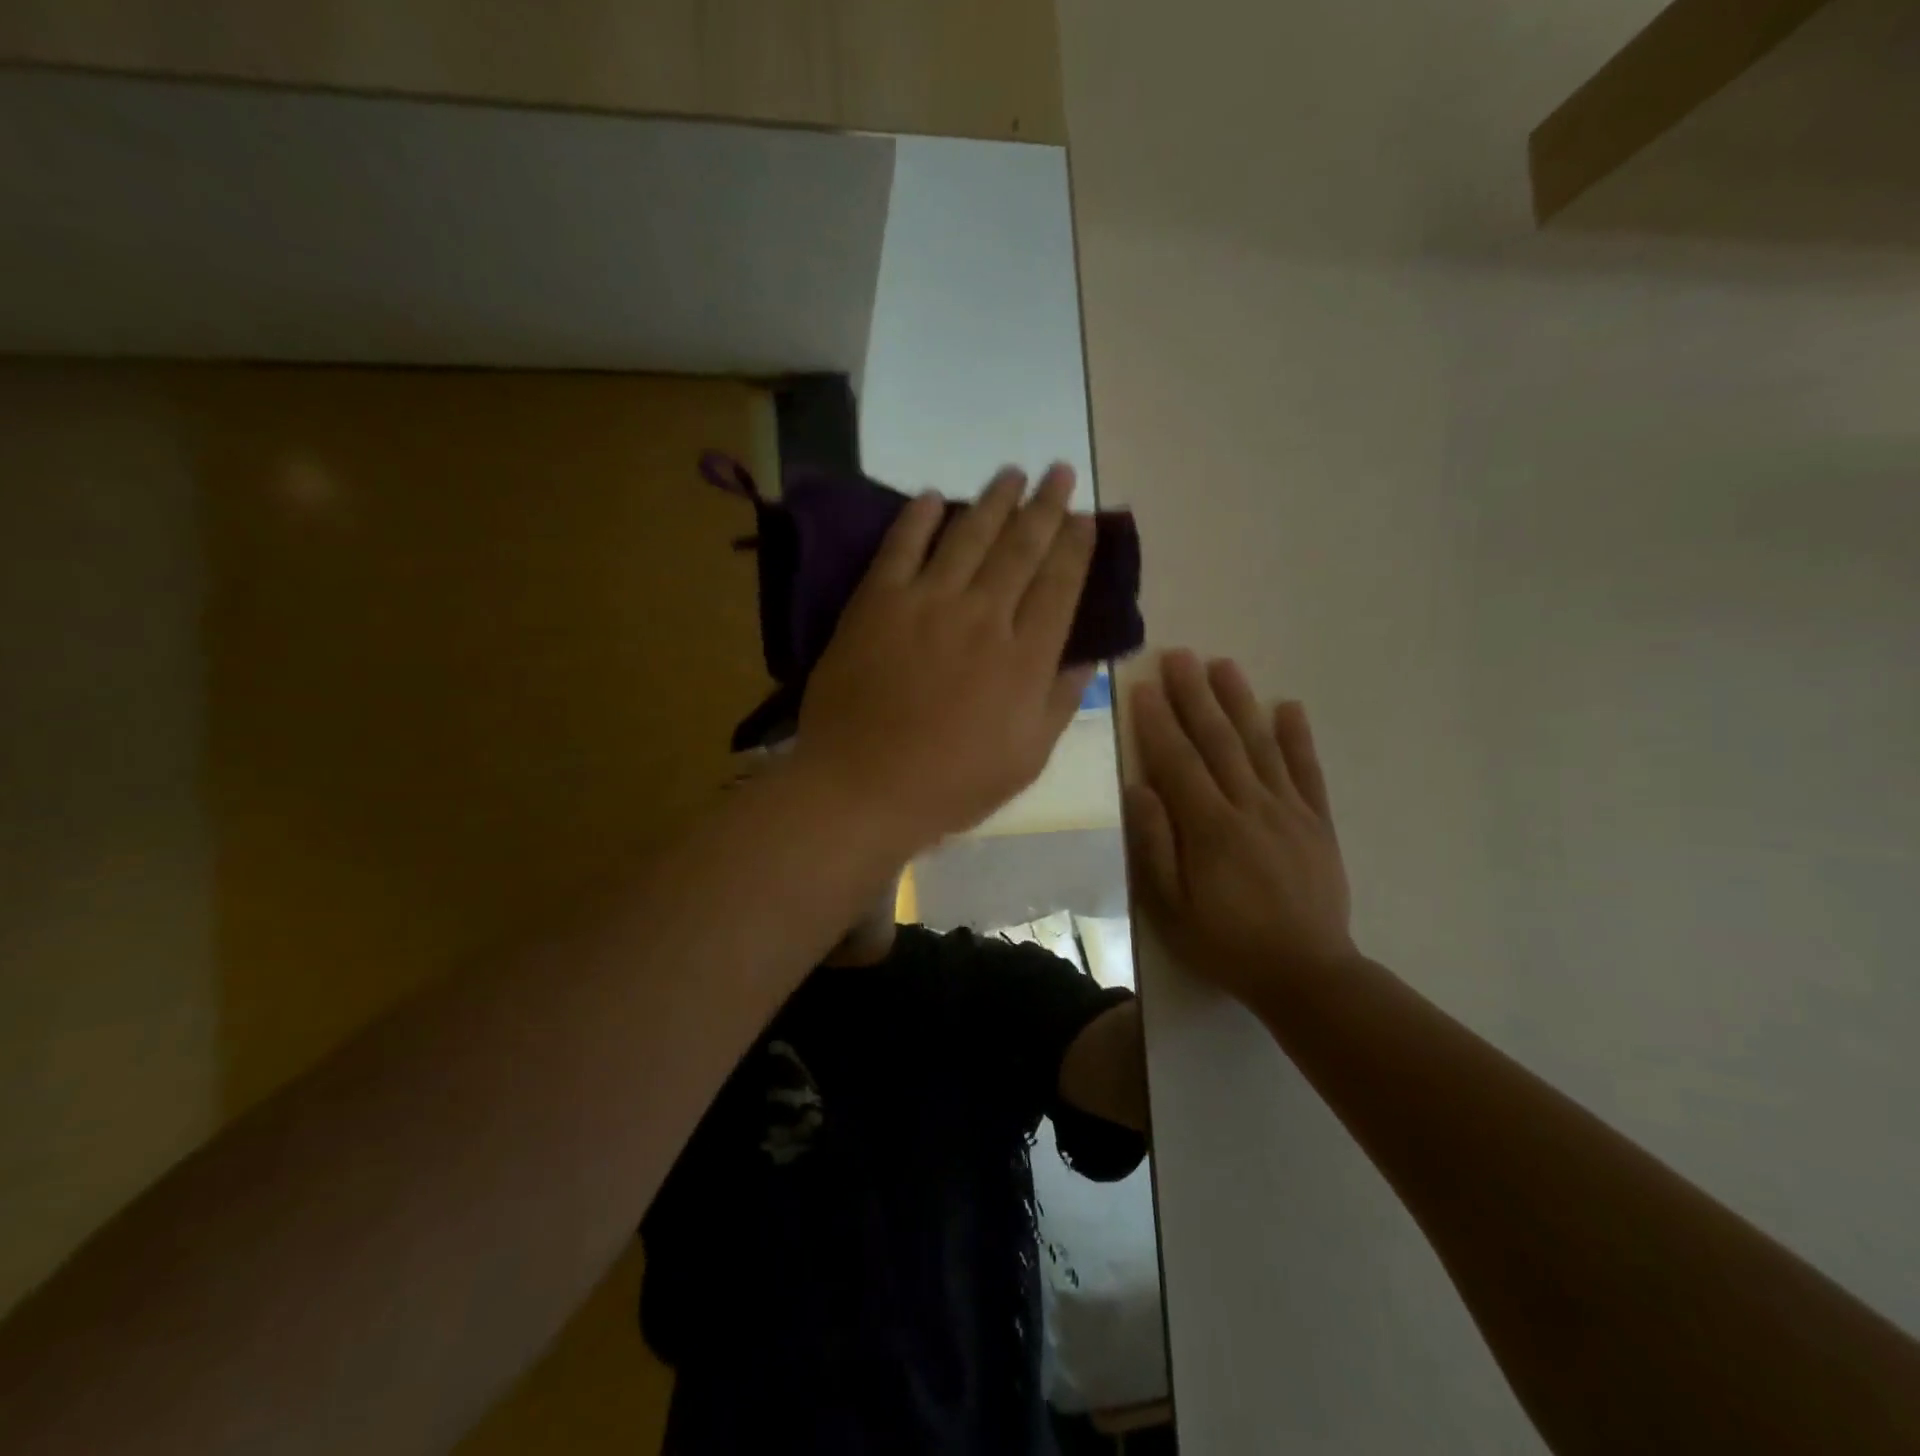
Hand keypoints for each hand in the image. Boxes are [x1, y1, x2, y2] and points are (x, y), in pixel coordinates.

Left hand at [793, 464, 1095, 849]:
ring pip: (968, 536)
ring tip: (1011, 472)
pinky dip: (918, 518)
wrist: (862, 787)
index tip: (1083, 517)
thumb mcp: (1026, 760)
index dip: (1074, 547)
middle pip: (1021, 548)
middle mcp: (983, 617)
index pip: (1059, 586)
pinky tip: (932, 496)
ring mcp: (927, 604)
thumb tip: (1086, 660)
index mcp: (1024, 658)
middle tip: (1059, 470)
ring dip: (993, 500)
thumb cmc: (950, 784)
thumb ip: (1059, 704)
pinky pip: (901, 547)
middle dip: (1045, 506)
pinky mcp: (877, 603)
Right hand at [1124, 651, 1356, 1005]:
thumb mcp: (1169, 907)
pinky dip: (1298, 737)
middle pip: (1219, 741)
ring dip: (1240, 702)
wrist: (1307, 975)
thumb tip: (1139, 788)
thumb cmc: (1225, 943)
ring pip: (1260, 744)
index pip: (1178, 762)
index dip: (1159, 722)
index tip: (1145, 686)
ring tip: (1224, 665)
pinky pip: (1307, 771)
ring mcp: (1289, 811)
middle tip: (1180, 656)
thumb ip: (1155, 844)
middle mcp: (1250, 807)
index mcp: (1210, 828)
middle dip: (1195, 695)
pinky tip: (1289, 706)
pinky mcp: (1318, 822)